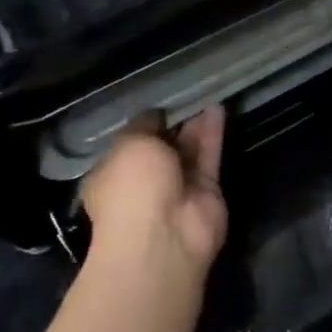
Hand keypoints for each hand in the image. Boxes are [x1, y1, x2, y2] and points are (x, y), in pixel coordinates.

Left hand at [78, 107, 227, 290]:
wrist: (164, 236)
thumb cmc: (131, 188)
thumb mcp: (129, 144)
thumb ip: (144, 125)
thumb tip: (155, 117)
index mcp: (113, 176)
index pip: (129, 147)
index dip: (144, 126)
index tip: (159, 106)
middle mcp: (145, 184)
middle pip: (163, 149)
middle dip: (174, 126)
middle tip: (188, 96)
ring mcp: (178, 189)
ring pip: (188, 151)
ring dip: (196, 126)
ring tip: (207, 95)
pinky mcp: (207, 192)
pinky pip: (209, 156)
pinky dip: (213, 133)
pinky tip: (218, 108)